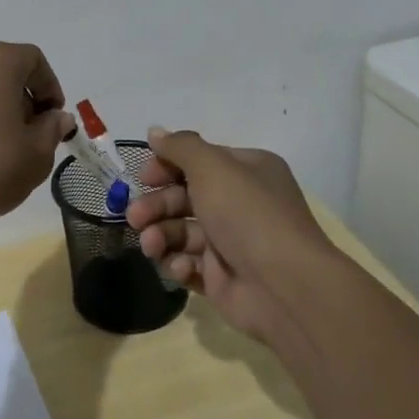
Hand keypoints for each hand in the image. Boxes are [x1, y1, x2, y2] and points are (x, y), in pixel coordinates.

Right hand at [125, 128, 340, 343]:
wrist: (283, 286)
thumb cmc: (247, 214)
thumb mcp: (213, 167)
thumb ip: (180, 147)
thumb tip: (155, 132)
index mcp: (246, 171)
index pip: (199, 161)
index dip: (167, 166)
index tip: (144, 177)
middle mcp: (239, 203)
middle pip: (184, 197)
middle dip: (156, 205)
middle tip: (135, 216)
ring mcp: (230, 242)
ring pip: (181, 232)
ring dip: (161, 235)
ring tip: (152, 246)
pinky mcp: (220, 277)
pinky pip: (188, 264)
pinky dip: (178, 264)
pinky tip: (181, 268)